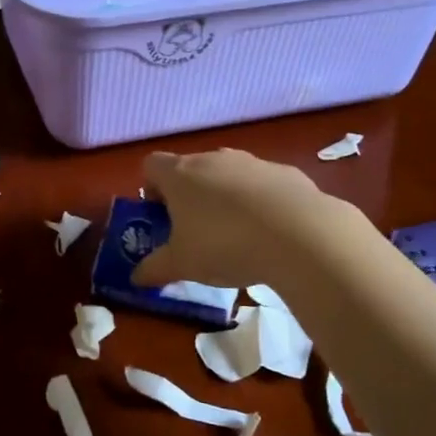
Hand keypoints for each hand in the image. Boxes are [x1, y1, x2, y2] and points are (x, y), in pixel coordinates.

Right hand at [130, 148, 335, 290]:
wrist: (299, 234)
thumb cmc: (224, 245)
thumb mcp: (182, 264)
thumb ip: (155, 268)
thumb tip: (136, 276)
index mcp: (180, 174)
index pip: (152, 166)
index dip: (151, 188)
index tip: (159, 216)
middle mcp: (213, 159)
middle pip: (191, 168)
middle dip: (188, 196)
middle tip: (194, 231)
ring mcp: (252, 162)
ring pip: (228, 175)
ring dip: (225, 197)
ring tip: (235, 234)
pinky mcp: (286, 172)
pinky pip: (263, 185)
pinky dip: (260, 202)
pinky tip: (271, 232)